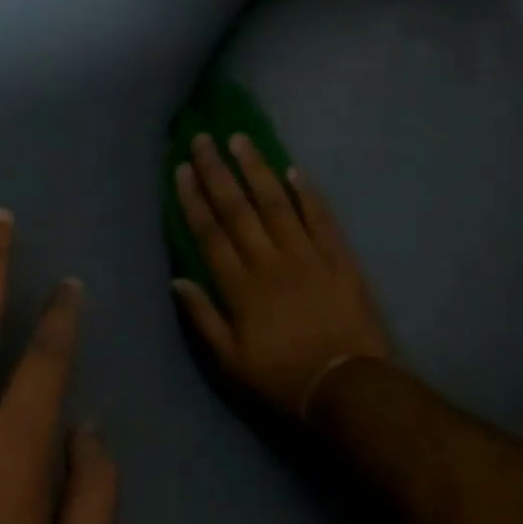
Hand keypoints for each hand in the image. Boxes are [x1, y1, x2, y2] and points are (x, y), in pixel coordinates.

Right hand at [172, 133, 391, 419]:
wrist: (345, 384)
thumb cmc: (283, 378)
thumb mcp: (232, 362)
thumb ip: (204, 318)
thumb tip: (177, 279)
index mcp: (242, 287)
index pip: (210, 233)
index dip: (194, 199)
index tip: (182, 168)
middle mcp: (270, 261)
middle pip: (239, 209)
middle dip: (218, 172)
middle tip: (204, 139)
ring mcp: (307, 255)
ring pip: (277, 203)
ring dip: (257, 170)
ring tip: (241, 140)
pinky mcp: (339, 257)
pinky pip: (321, 218)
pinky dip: (308, 193)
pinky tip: (294, 171)